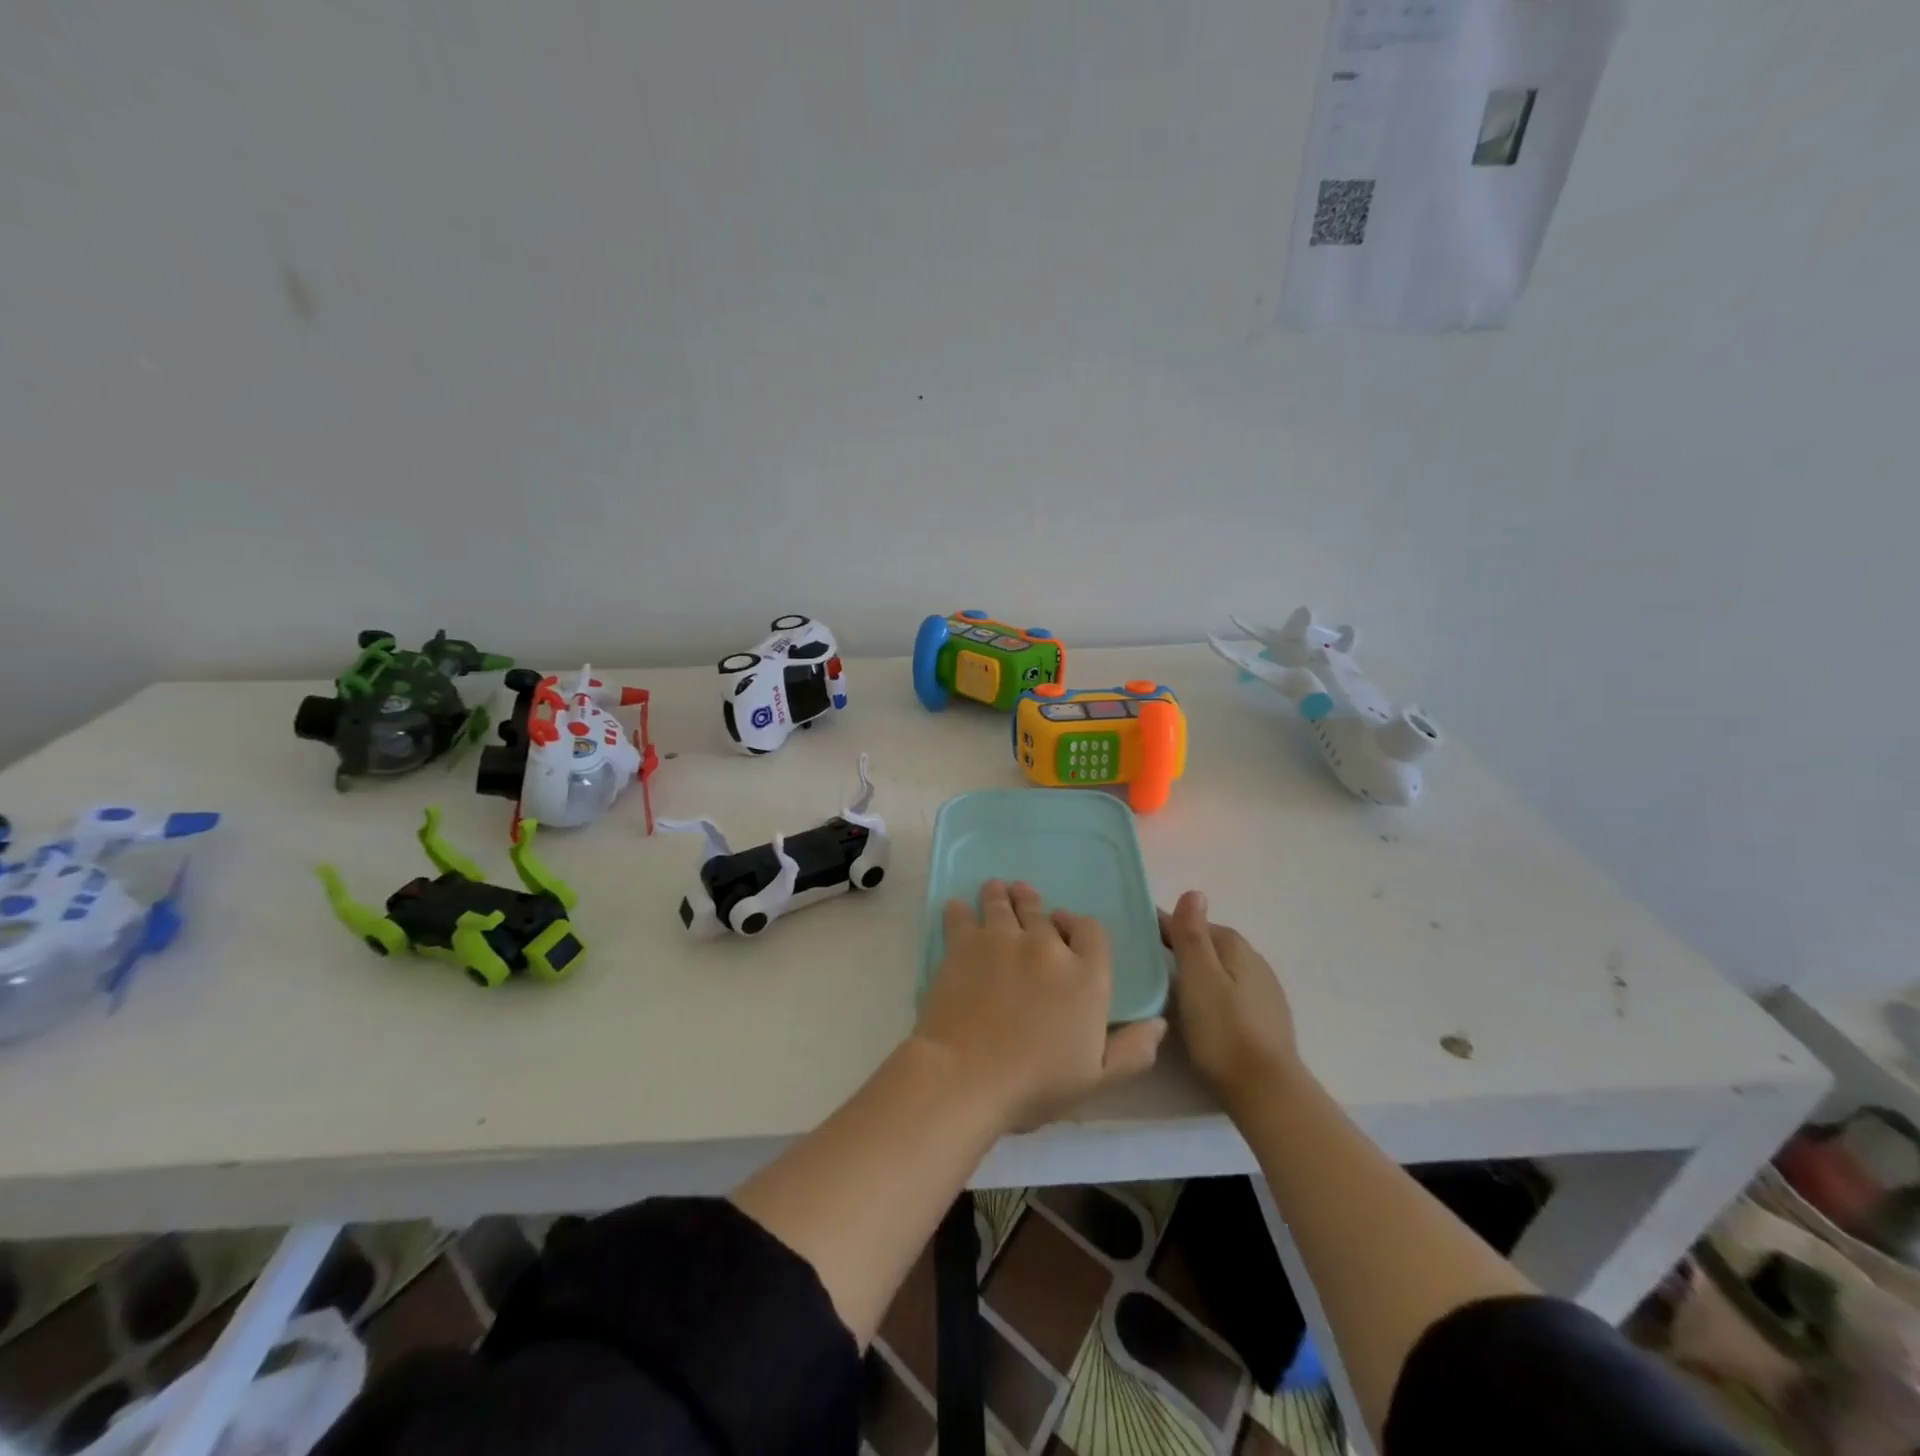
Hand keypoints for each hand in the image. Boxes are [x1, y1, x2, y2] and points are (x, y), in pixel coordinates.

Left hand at [915, 880, 1165, 1130]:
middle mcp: (1046, 947)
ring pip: (1003, 905)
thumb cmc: (1035, 1084)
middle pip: (1043, 914)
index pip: (1092, 931)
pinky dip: (960, 910)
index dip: (1079, 925)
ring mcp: (1002, 939)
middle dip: (1035, 906)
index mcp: (1086, 977)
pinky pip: (961, 916)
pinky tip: (958, 907)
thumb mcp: (1097, 1080)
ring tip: (996, 888)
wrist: (966, 1075)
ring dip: (1001, 896)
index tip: (1066, 925)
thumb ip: (1132, 1052)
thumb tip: (1158, 1024)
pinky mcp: (963, 944)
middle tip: (1025, 898)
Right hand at [1161, 891, 1300, 1110]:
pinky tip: (1202, 1012)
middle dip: (1184, 947)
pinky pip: (1233, 993)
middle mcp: (1255, 962)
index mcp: (1236, 947)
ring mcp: (1265, 992)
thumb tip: (1194, 892)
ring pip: (1224, 969)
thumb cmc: (1223, 1030)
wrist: (1266, 1091)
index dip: (1166, 927)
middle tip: (1149, 963)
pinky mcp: (1267, 1020)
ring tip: (1171, 988)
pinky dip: (1214, 993)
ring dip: (1200, 971)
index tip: (1138, 935)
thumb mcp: (1198, 978)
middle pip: (1212, 945)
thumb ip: (1192, 935)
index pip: (1195, 924)